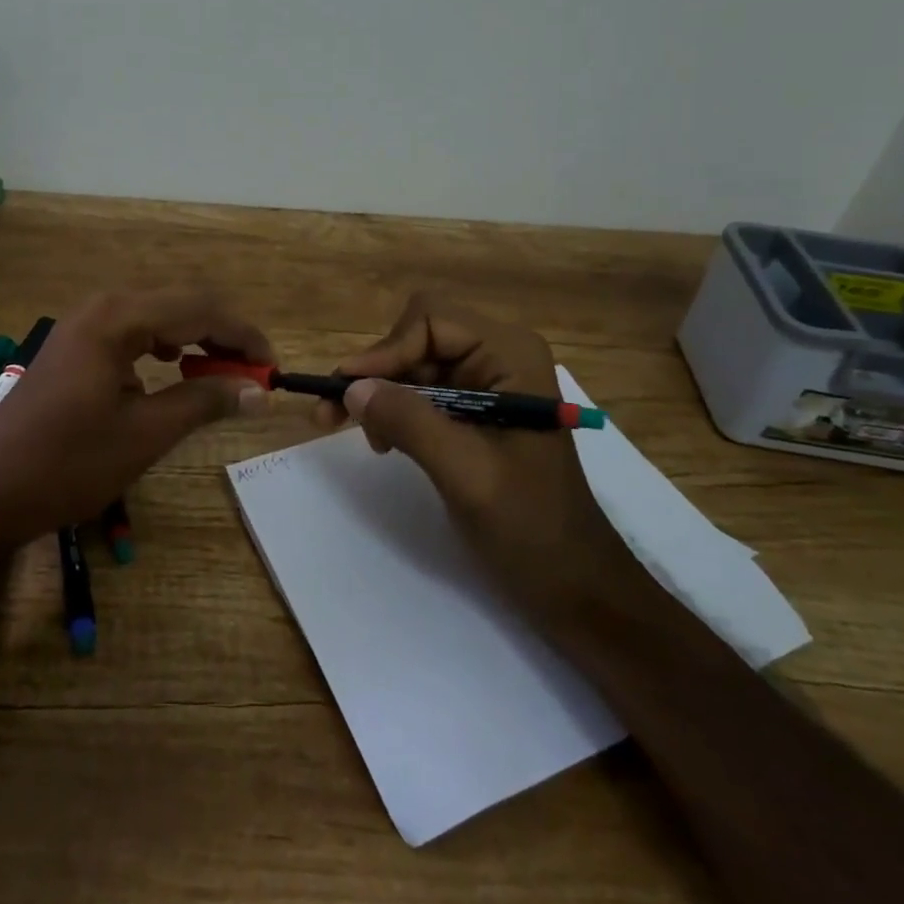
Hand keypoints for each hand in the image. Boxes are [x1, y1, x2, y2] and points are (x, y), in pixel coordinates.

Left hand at [0, 289, 271, 552]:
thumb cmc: (69, 464)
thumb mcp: (146, 434)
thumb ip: (206, 402)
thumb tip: (258, 390)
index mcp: (119, 318)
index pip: (200, 309)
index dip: (243, 336)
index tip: (273, 367)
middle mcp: (102, 306)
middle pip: (181, 303)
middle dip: (222, 335)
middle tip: (253, 373)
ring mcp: (85, 323)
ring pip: (159, 315)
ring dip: (196, 338)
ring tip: (222, 373)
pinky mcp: (76, 344)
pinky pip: (134, 330)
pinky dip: (166, 345)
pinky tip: (174, 367)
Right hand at [317, 294, 634, 615]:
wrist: (572, 581)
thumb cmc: (529, 526)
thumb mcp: (465, 472)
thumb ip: (409, 422)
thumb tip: (351, 387)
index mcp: (510, 355)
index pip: (430, 321)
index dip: (384, 351)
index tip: (347, 391)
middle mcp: (498, 355)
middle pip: (417, 338)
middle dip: (375, 373)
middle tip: (331, 413)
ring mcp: (487, 382)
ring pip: (413, 364)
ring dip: (380, 393)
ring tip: (360, 434)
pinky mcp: (475, 409)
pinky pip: (421, 392)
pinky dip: (395, 410)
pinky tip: (384, 441)